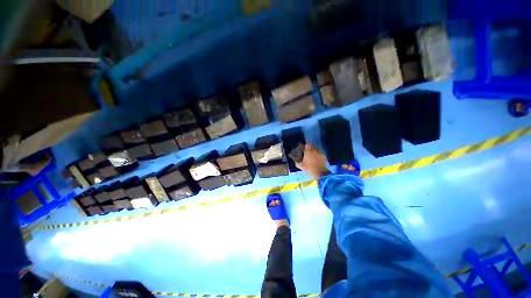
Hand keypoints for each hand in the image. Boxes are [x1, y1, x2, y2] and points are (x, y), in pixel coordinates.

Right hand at [295, 144, 330, 178]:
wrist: (320, 173)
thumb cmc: (309, 169)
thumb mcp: (301, 166)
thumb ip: (297, 163)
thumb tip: (295, 161)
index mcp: (308, 152)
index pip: (307, 144)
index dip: (306, 145)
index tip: (305, 147)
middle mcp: (314, 150)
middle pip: (313, 145)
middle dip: (311, 147)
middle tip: (308, 151)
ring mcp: (320, 153)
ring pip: (317, 149)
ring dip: (315, 151)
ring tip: (313, 155)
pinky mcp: (324, 156)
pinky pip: (320, 153)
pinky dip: (318, 155)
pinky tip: (317, 159)